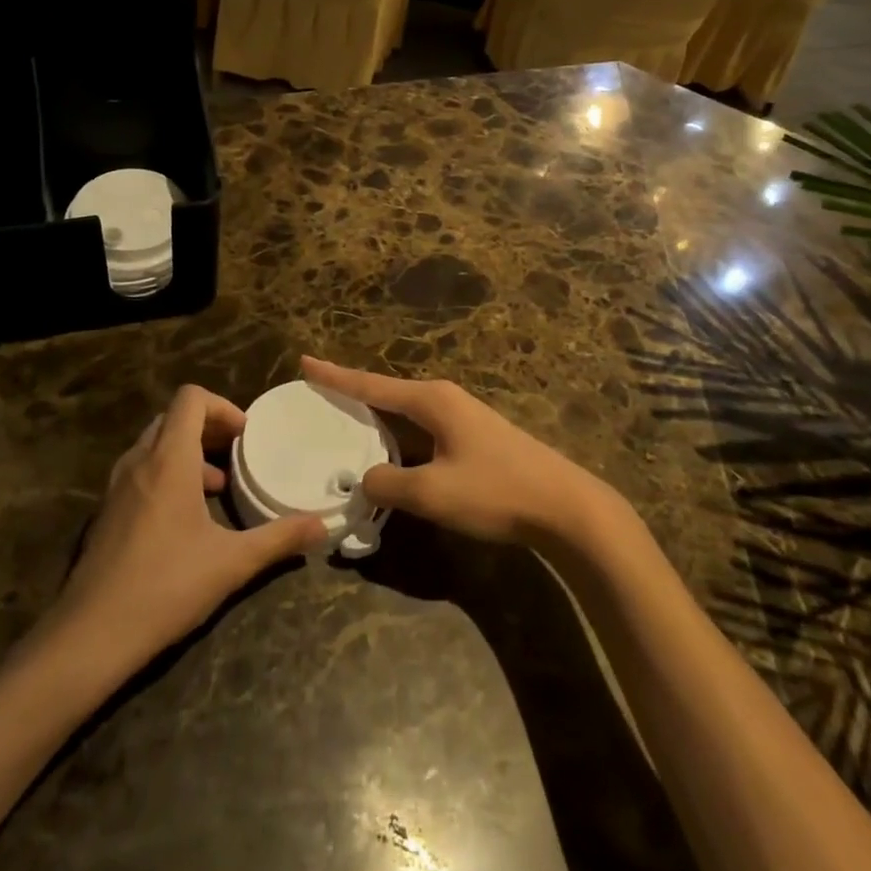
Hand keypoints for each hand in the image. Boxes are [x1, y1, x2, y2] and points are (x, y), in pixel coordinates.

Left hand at [55, 385, 327, 669]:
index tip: (246, 435)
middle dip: (208, 427)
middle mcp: (139, 461)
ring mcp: (117, 487)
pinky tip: (184, 519)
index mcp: (169, 459)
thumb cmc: (166, 586)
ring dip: (187, 452)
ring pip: (154, 445)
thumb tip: (323, 527)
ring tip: (216, 486)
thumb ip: (279, 538)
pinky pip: (140, 471)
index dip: (222, 406)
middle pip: (173, 418)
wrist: (90, 635)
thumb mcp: (232, 562)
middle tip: (237, 453)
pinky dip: (166, 474)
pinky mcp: (106, 513)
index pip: (190, 398)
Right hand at [302, 357, 611, 546]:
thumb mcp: (433, 493)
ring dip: (377, 417)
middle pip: (387, 392)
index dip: (335, 377)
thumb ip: (389, 484)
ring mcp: (463, 416)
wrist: (566, 507)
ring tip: (347, 421)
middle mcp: (445, 398)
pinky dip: (399, 434)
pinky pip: (423, 428)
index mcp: (431, 400)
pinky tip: (393, 450)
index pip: (371, 385)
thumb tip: (366, 478)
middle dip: (353, 394)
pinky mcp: (475, 437)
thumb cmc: (496, 492)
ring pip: (407, 412)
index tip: (305, 362)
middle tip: (319, 394)